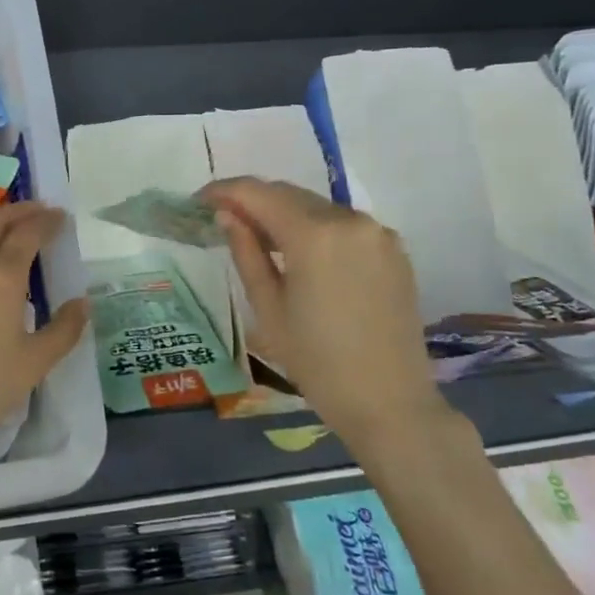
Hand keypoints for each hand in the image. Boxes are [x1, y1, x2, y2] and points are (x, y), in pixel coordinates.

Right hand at [199, 177, 442, 432]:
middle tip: (223, 218)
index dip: (225, 191)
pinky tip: (301, 253)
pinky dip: (316, 228)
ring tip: (259, 237)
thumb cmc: (316, 362)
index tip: (200, 200)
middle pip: (289, 194)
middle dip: (254, 200)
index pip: (258, 193)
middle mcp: (349, 220)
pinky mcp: (393, 249)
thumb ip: (246, 252)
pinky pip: (343, 224)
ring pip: (317, 206)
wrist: (389, 403)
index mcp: (314, 235)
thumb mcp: (268, 308)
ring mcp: (377, 232)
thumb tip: (227, 215)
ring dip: (284, 213)